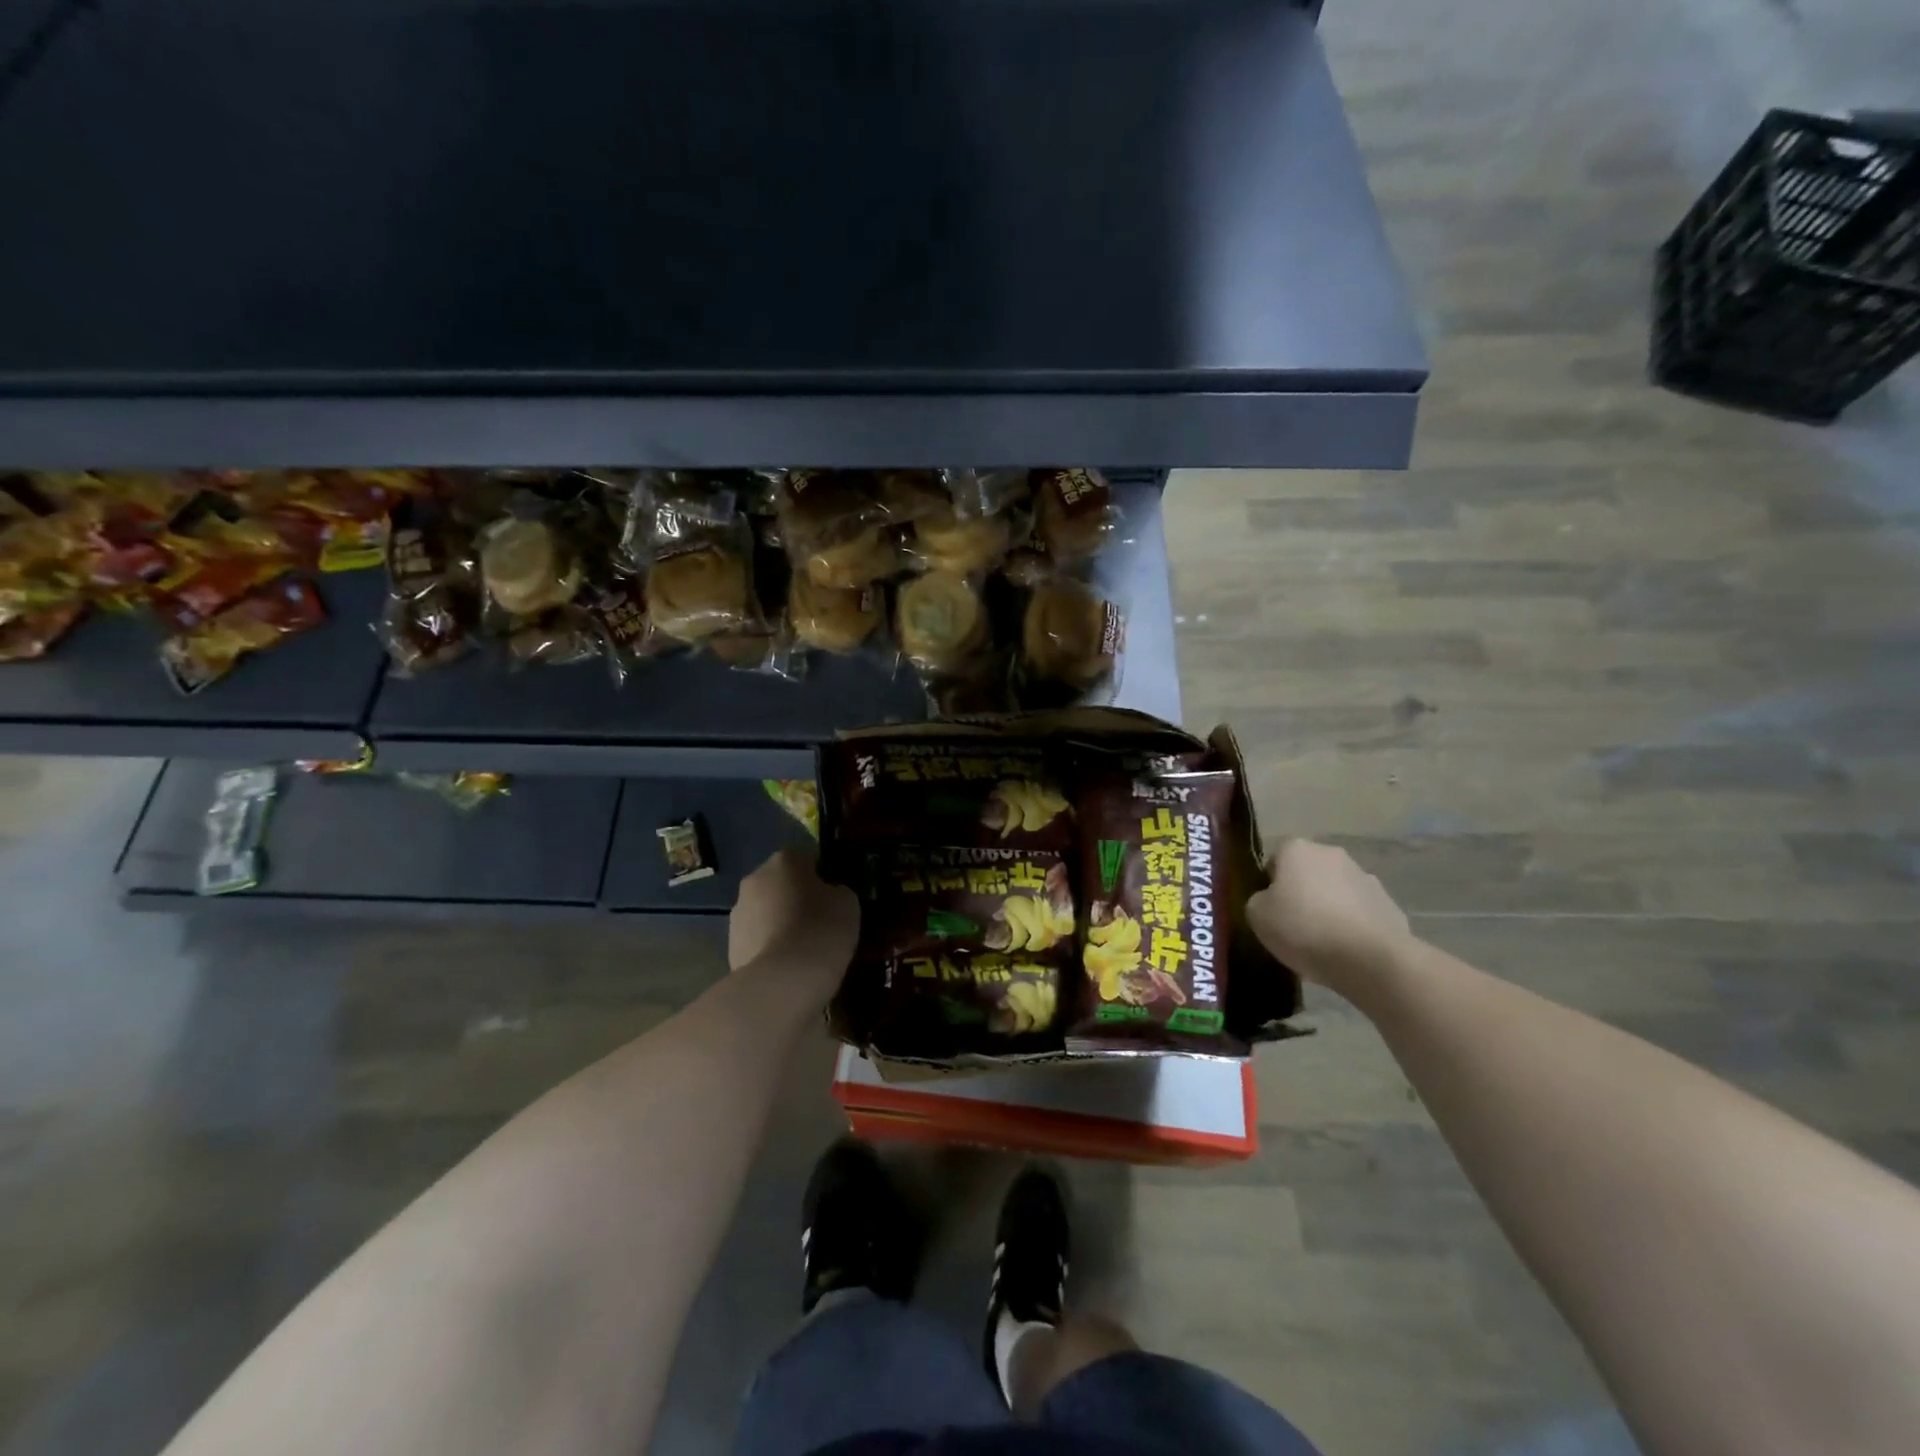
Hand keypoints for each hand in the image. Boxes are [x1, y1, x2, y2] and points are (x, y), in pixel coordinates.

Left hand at [728, 848, 859, 988]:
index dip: (821, 877)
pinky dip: (770, 948)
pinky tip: (789, 966)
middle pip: (780, 884)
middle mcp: (754, 879)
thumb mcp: (847, 902)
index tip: (834, 897)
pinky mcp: (731, 946)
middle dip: (796, 898)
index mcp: (784, 860)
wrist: (783, 982)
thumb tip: (828, 894)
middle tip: (820, 921)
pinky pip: (758, 940)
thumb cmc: (821, 930)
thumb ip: (836, 890)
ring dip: (780, 923)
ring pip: (765, 912)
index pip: (805, 859)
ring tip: (804, 949)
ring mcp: (737, 914)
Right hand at [1246, 839, 1412, 987]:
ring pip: (1336, 892)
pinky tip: (1347, 951)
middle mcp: (1332, 854)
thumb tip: (1270, 901)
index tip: (1271, 911)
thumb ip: (1258, 901)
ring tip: (1322, 944)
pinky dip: (1352, 926)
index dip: (1269, 886)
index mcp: (1297, 849)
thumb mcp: (1257, 916)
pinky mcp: (1389, 904)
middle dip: (1302, 894)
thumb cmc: (1304, 929)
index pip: (1275, 861)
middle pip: (1308, 873)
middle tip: (1293, 927)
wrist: (1371, 960)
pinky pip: (1360, 913)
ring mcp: (1365, 877)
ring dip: (1329, 909)